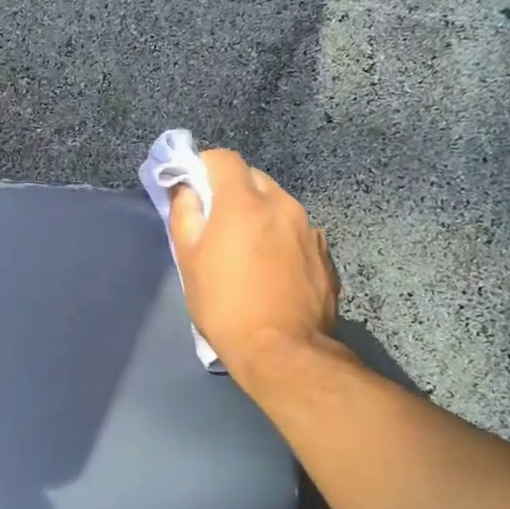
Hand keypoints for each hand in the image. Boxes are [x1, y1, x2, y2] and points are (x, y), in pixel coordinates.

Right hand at [168, 149, 339, 380]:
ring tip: (245, 251)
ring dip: (258, 215)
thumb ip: (185, 215)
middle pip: (253, 178)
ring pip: (277, 205)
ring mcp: (309, 229)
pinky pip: (295, 232)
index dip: (203, 165)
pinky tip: (271, 271)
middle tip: (215, 222)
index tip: (191, 186)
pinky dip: (280, 239)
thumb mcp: (188, 260)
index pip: (223, 158)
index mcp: (244, 202)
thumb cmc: (224, 304)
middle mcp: (282, 204)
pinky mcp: (325, 254)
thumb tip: (185, 190)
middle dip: (231, 190)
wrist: (282, 350)